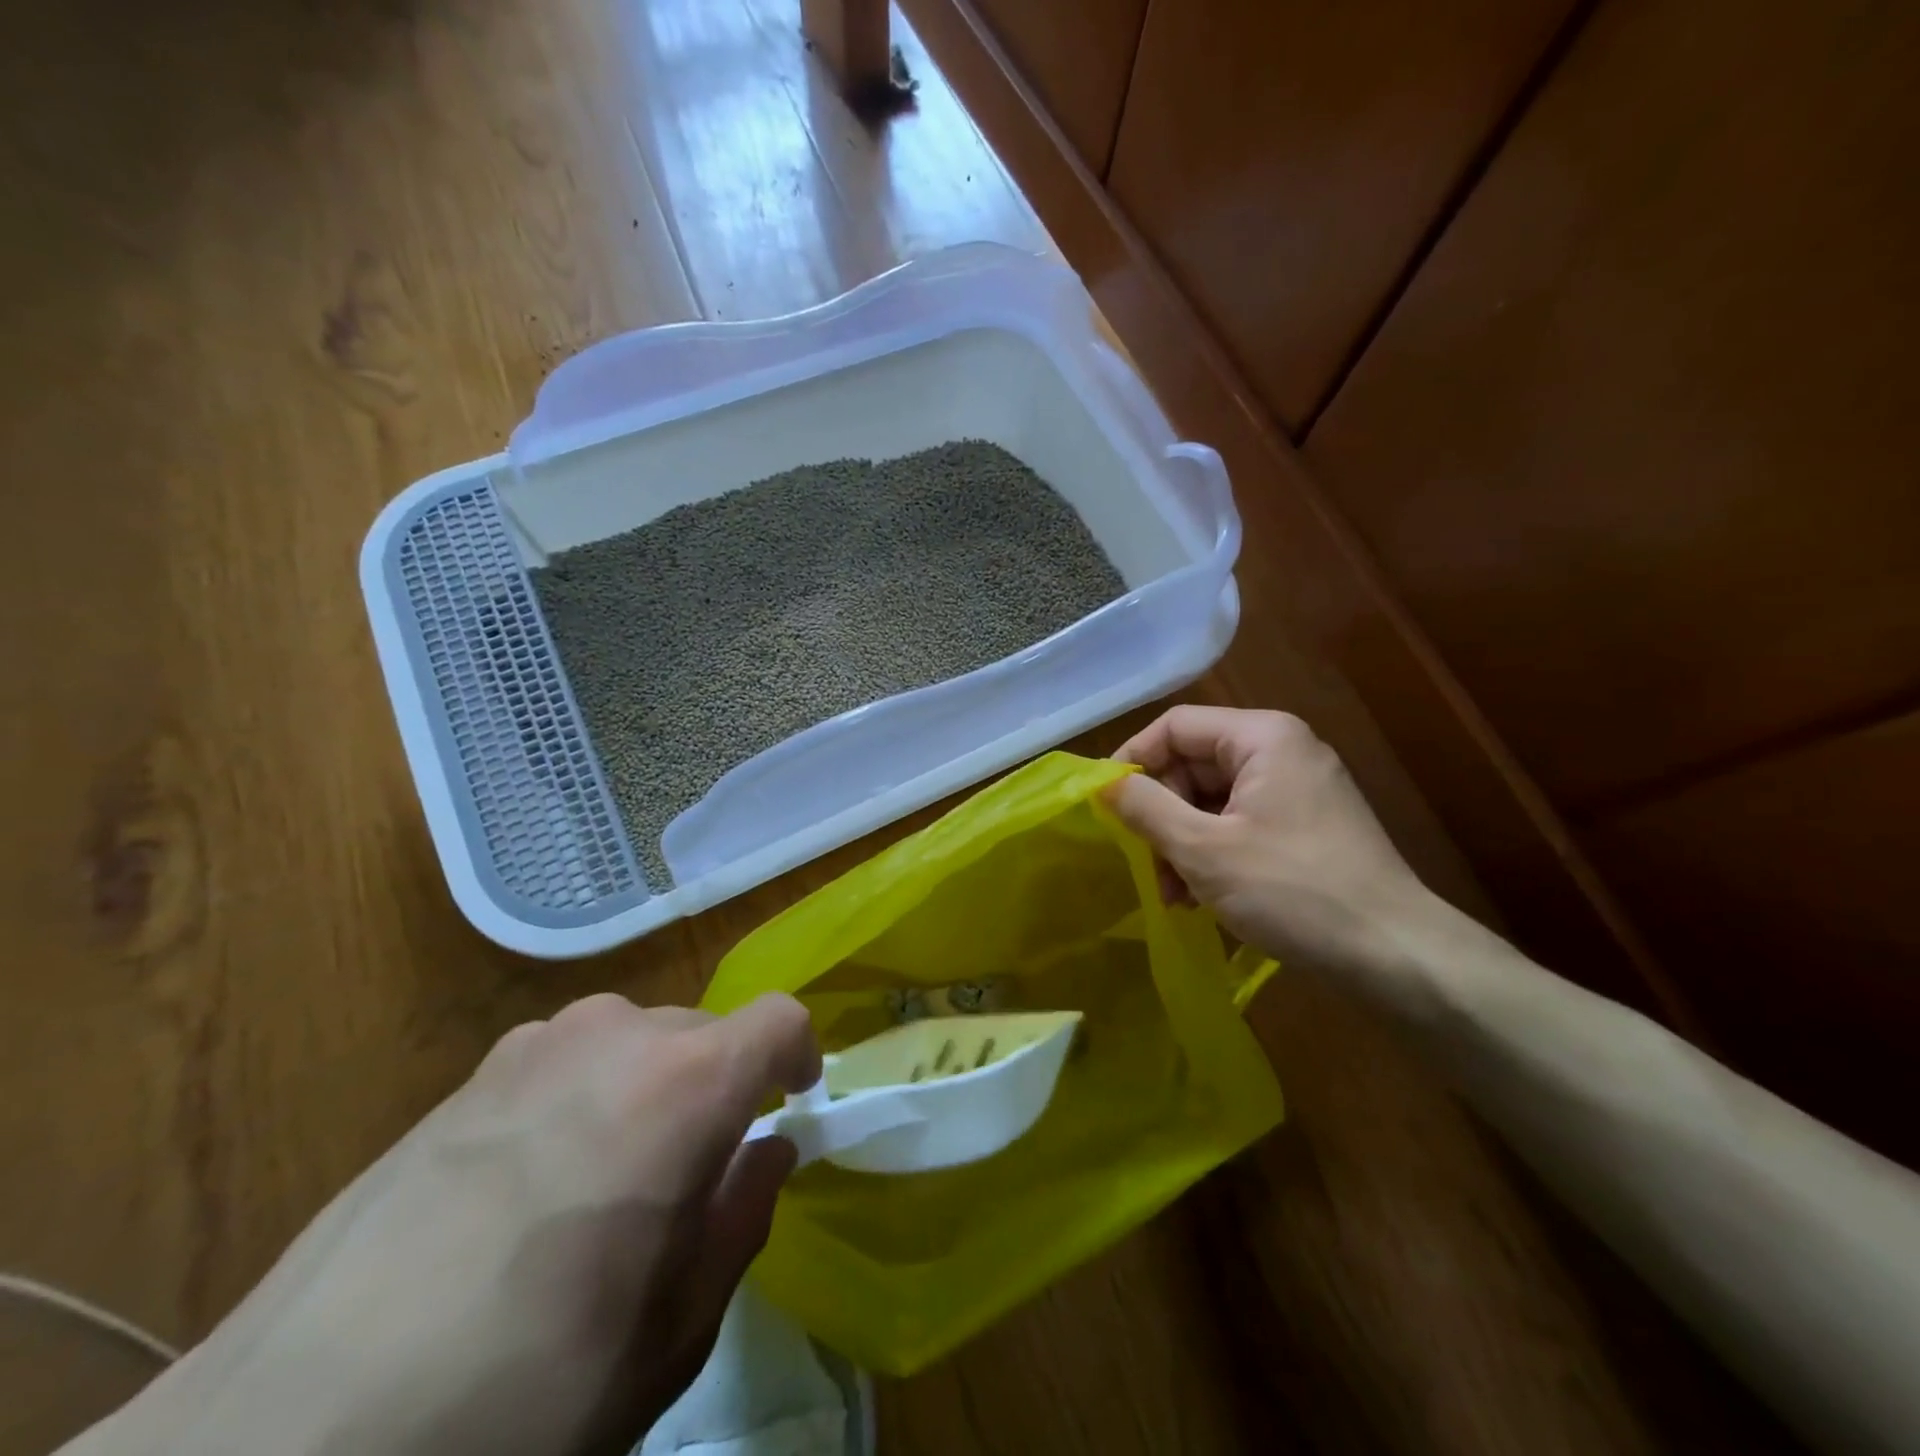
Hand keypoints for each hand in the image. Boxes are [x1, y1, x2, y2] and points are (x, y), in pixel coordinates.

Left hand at [81, 994, 818, 1455]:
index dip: (799, 1055)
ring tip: (612, 1173)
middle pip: (705, 1030)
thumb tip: (767, 1152)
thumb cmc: (530, 1387)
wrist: (295, 1435)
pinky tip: (533, 1178)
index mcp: (684, 1085)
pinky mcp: (470, 1072)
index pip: (778, 1019)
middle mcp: (618, 1035)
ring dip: (651, 1083)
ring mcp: (538, 1044)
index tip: (791, 1102)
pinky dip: (585, 1089)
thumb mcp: (674, 1329)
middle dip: (720, 1082)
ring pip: (635, 1035)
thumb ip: (741, 1218)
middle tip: (694, 1171)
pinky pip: (565, 1055)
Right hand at [1107, 706, 1437, 976]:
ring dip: (1183, 843)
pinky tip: (1203, 898)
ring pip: (1213, 800)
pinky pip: (1240, 824)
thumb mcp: (1203, 849)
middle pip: (1193, 764)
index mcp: (1262, 737)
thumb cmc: (1292, 889)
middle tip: (1147, 866)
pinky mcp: (1305, 827)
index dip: (1133, 760)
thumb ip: (1145, 808)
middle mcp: (1282, 751)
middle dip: (1162, 816)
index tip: (1105, 805)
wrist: (1396, 955)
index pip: (1175, 726)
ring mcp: (1297, 790)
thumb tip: (1103, 782)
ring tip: (1176, 896)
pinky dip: (1213, 854)